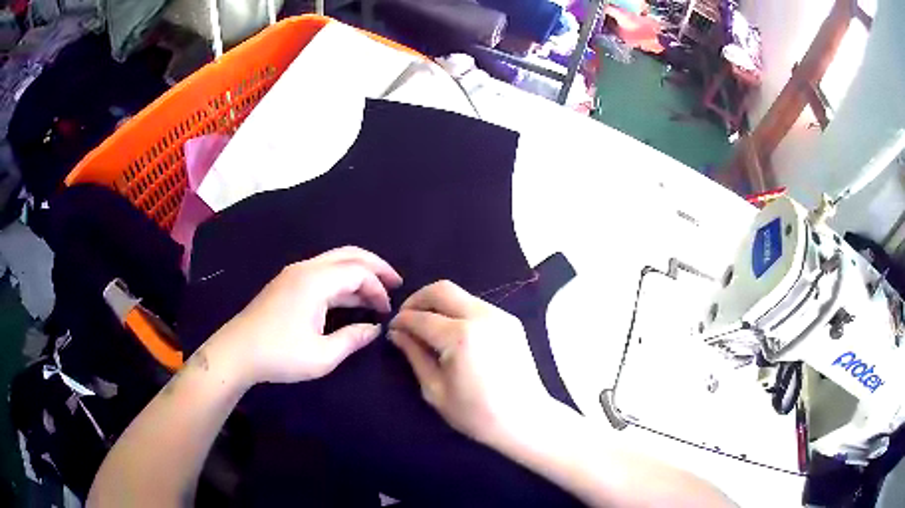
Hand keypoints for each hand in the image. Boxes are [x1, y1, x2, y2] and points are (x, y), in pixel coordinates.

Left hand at [211, 246, 402, 384]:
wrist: (237, 352)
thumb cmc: (280, 355)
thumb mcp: (322, 356)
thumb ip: (353, 339)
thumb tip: (375, 329)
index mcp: (315, 281)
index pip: (357, 273)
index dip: (377, 289)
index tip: (387, 312)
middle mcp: (305, 269)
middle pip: (348, 255)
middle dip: (375, 266)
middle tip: (395, 282)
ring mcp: (293, 274)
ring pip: (334, 262)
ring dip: (357, 273)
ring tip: (376, 292)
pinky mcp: (286, 283)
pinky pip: (322, 272)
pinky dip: (341, 280)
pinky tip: (349, 298)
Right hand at [388, 280, 549, 445]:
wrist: (525, 419)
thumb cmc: (476, 413)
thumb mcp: (435, 389)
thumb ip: (414, 355)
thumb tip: (397, 333)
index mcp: (460, 336)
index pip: (421, 317)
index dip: (401, 320)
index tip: (392, 328)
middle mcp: (481, 316)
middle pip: (441, 289)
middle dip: (417, 300)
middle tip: (406, 318)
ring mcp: (500, 316)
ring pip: (460, 294)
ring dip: (439, 304)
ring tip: (427, 326)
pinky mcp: (510, 321)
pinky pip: (476, 305)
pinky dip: (458, 311)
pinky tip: (452, 332)